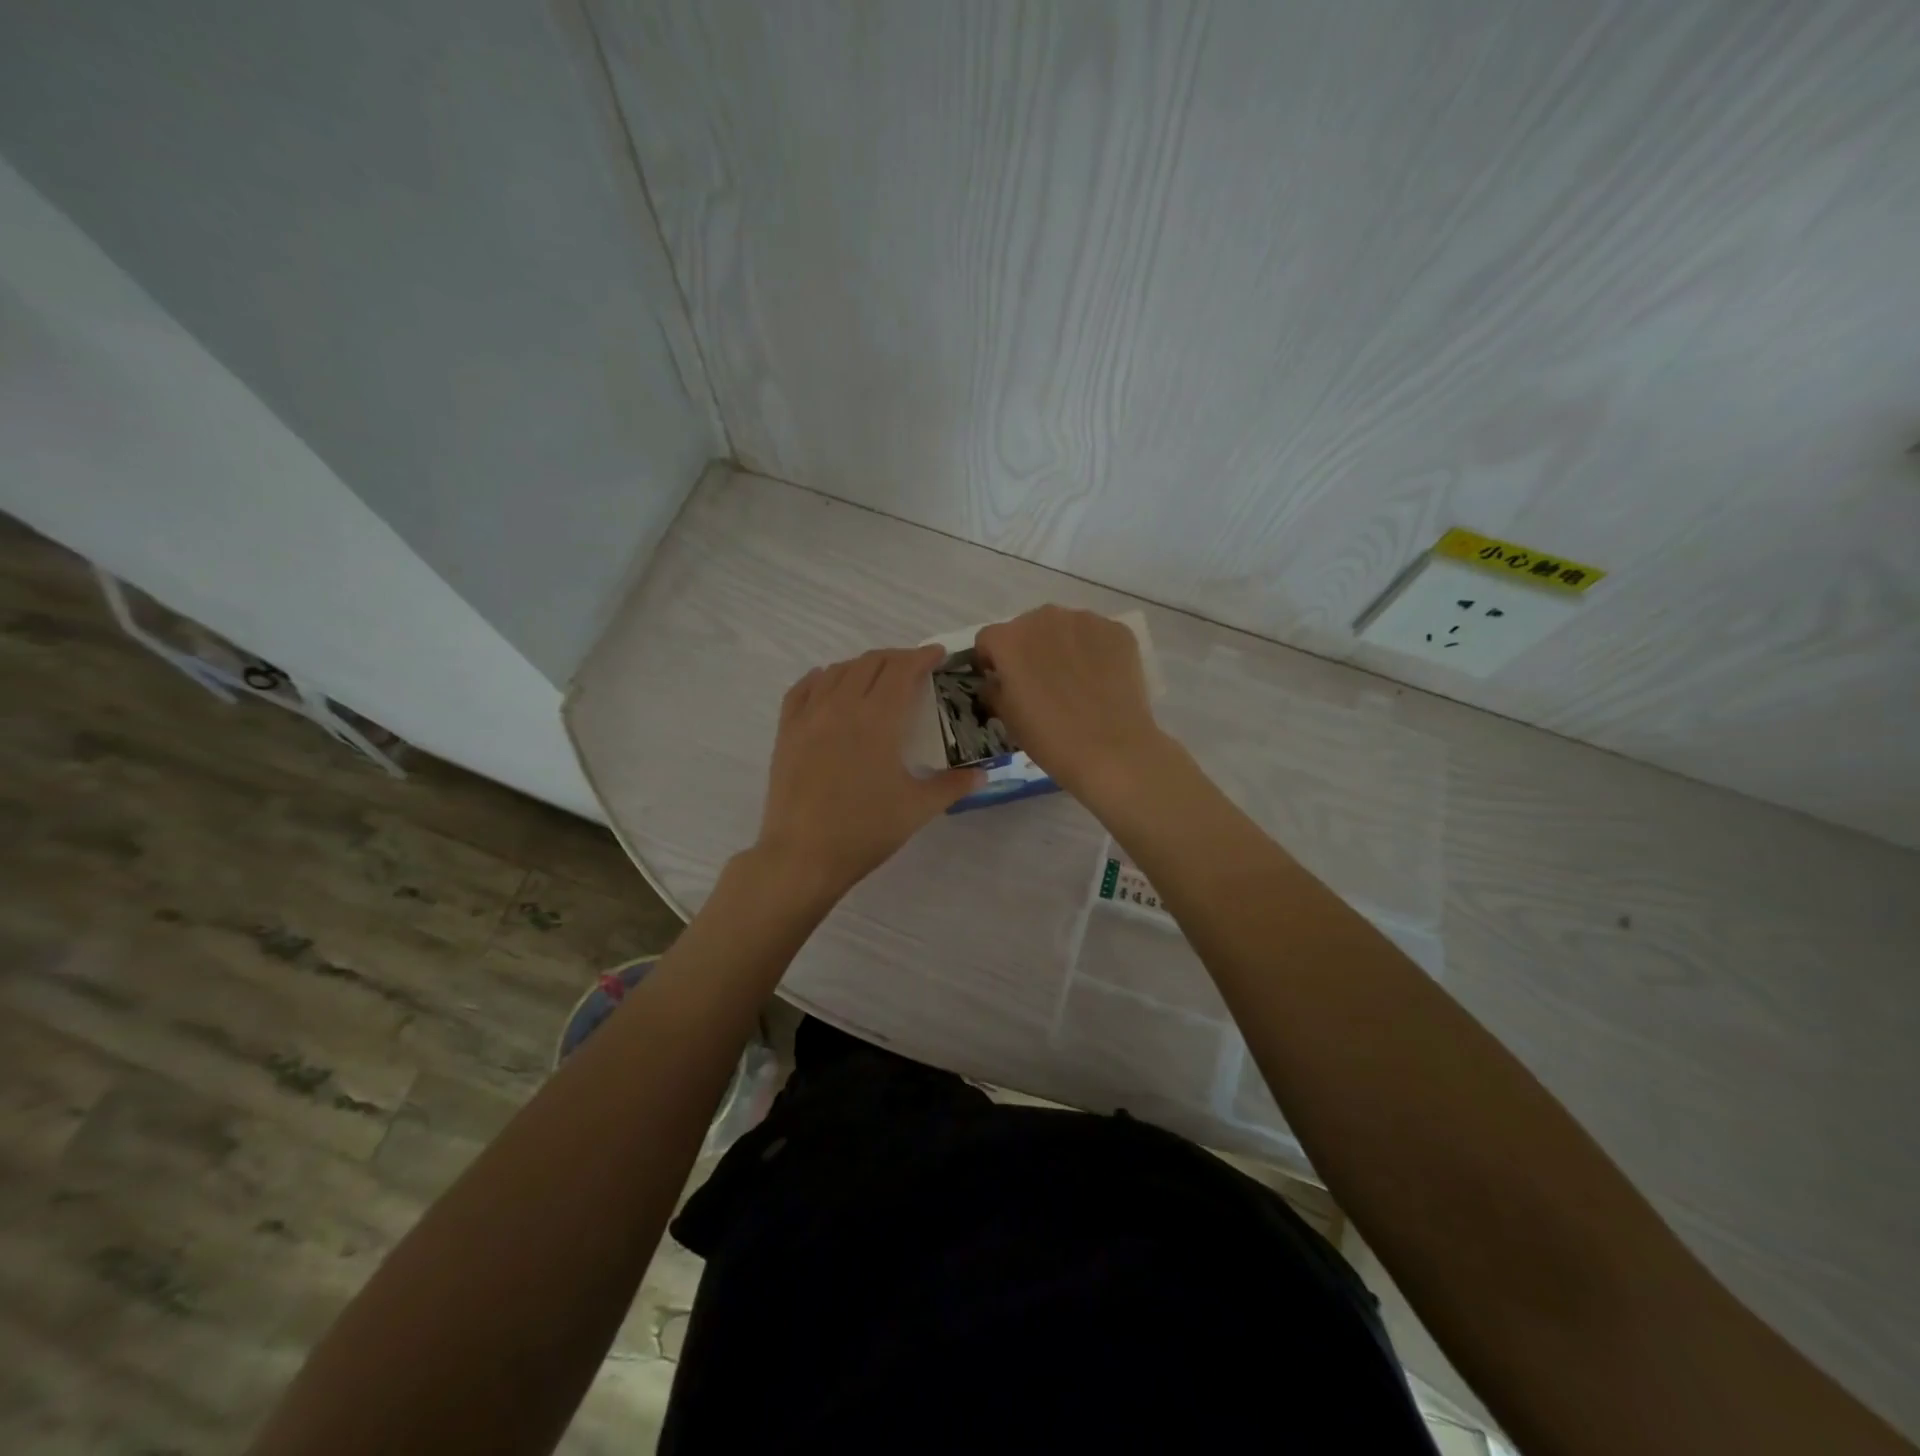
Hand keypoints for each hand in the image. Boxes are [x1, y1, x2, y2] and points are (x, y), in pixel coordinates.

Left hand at [753, 645, 982, 901]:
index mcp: (878, 720)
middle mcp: (842, 706)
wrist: (803, 856)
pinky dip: (822, 678)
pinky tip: (828, 682)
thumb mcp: (917, 809)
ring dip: (863, 666)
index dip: (922, 657)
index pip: (902, 670)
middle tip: (915, 668)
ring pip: (838, 671)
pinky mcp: (787, 732)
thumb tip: (982, 774)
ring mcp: (809, 717)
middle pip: (871, 664)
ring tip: (878, 676)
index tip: (938, 655)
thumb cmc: (865, 831)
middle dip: (897, 658)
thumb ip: (952, 785)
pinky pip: (802, 689)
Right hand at [974, 606, 1169, 805]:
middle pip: (1027, 628)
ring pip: (1064, 628)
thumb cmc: (1049, 738)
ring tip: (1075, 682)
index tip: (1001, 682)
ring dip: (1061, 647)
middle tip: (1040, 683)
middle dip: (1028, 650)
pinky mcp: (1118, 631)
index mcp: (1009, 639)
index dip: (991, 661)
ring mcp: (1085, 620)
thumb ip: (995, 689)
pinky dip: (1094, 652)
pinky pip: (1097, 636)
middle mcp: (1045, 618)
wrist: (1112, 750)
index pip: (988, 640)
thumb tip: (997, 682)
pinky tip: (1102, 681)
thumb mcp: (1007, 718)